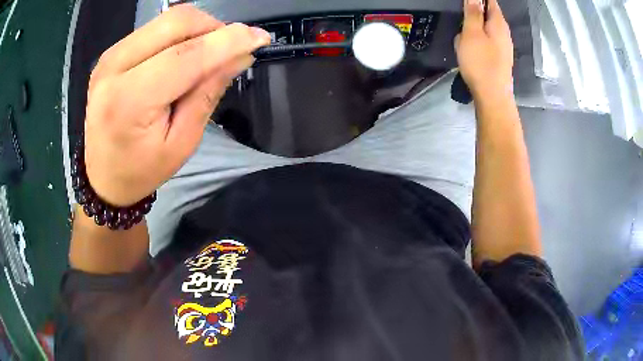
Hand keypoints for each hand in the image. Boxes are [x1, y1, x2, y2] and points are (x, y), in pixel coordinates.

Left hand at [84, 5, 270, 206]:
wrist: (101, 174)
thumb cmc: (141, 169)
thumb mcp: (181, 143)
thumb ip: (208, 94)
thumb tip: (240, 56)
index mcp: (129, 100)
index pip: (186, 55)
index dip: (228, 41)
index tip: (261, 38)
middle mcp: (115, 67)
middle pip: (177, 21)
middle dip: (214, 28)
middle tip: (227, 51)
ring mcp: (110, 55)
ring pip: (168, 18)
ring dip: (198, 29)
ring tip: (205, 55)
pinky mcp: (112, 51)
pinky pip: (155, 27)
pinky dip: (179, 34)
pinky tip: (182, 56)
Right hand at [454, 0, 513, 99]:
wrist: (492, 96)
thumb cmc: (481, 62)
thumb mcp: (472, 33)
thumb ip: (473, 12)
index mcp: (498, 23)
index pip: (490, 1)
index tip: (466, 2)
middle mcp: (504, 32)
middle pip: (488, 13)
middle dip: (475, 12)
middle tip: (462, 18)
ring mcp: (503, 46)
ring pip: (486, 28)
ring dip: (474, 27)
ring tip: (464, 36)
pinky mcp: (499, 57)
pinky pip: (486, 40)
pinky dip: (477, 39)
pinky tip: (470, 49)